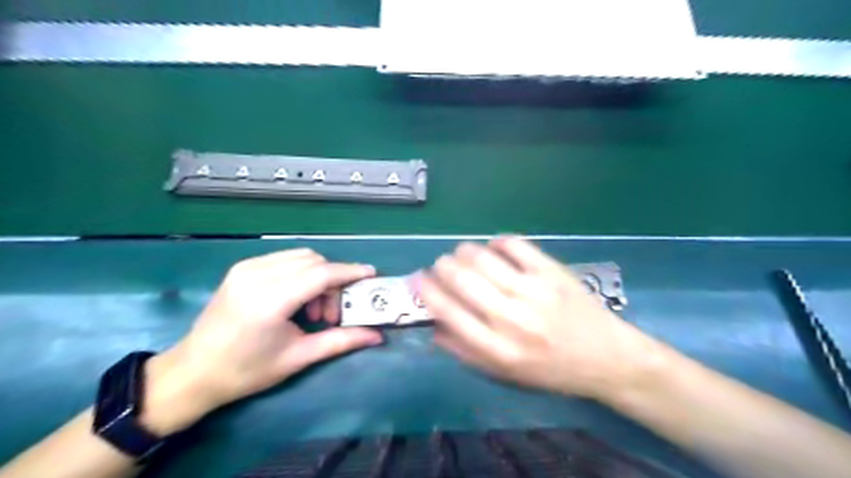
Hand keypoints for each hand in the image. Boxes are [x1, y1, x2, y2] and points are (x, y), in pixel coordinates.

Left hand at [137, 251, 382, 437]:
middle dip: (333, 281)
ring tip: (313, 310)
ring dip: (318, 276)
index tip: (371, 275)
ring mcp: (247, 268)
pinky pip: (285, 260)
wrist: (193, 372)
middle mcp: (257, 275)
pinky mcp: (242, 268)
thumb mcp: (298, 358)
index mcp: (270, 300)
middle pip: (314, 262)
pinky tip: (296, 299)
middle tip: (332, 314)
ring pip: (301, 257)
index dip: (349, 272)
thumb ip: (340, 341)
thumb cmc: (246, 371)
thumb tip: (377, 336)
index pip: (321, 274)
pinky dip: (301, 273)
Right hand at [419, 237, 664, 400]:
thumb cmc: (550, 370)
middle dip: (442, 266)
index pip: (447, 310)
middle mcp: (511, 318)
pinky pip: (515, 245)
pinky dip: (498, 241)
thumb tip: (434, 325)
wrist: (606, 358)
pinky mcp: (552, 271)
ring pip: (483, 257)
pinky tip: (495, 247)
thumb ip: (465, 351)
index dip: (426, 290)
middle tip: (441, 265)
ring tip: (462, 253)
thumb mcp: (504, 373)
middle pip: (461, 278)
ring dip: (463, 251)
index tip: (419, 279)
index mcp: (496, 348)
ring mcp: (533, 290)